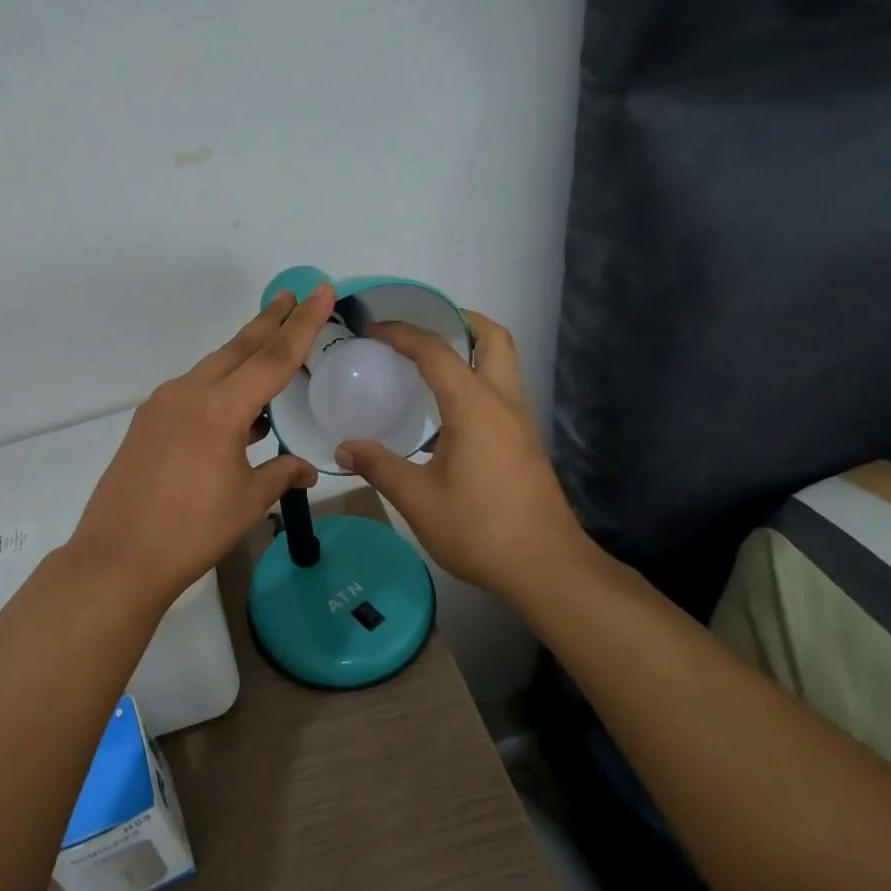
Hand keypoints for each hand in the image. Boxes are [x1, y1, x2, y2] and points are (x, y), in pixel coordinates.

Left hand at [67, 285, 338, 605]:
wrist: (118, 557)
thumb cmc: (191, 530)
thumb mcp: (247, 502)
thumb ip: (280, 474)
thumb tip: (306, 467)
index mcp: (219, 408)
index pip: (273, 358)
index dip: (301, 324)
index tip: (319, 291)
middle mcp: (188, 394)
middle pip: (237, 349)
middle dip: (268, 322)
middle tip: (292, 296)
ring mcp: (161, 406)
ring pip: (212, 370)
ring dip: (243, 358)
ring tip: (270, 349)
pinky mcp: (147, 423)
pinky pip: (192, 393)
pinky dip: (219, 390)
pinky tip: (236, 412)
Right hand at [334, 311, 605, 601]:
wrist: (547, 569)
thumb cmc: (480, 530)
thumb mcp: (418, 500)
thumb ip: (379, 467)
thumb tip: (343, 448)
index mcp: (475, 407)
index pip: (436, 352)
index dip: (403, 334)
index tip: (373, 331)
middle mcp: (504, 403)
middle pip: (494, 339)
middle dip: (460, 321)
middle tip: (423, 327)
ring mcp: (521, 422)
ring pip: (504, 363)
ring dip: (472, 348)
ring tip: (430, 361)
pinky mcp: (526, 442)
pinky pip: (502, 389)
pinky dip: (477, 377)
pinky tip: (448, 407)